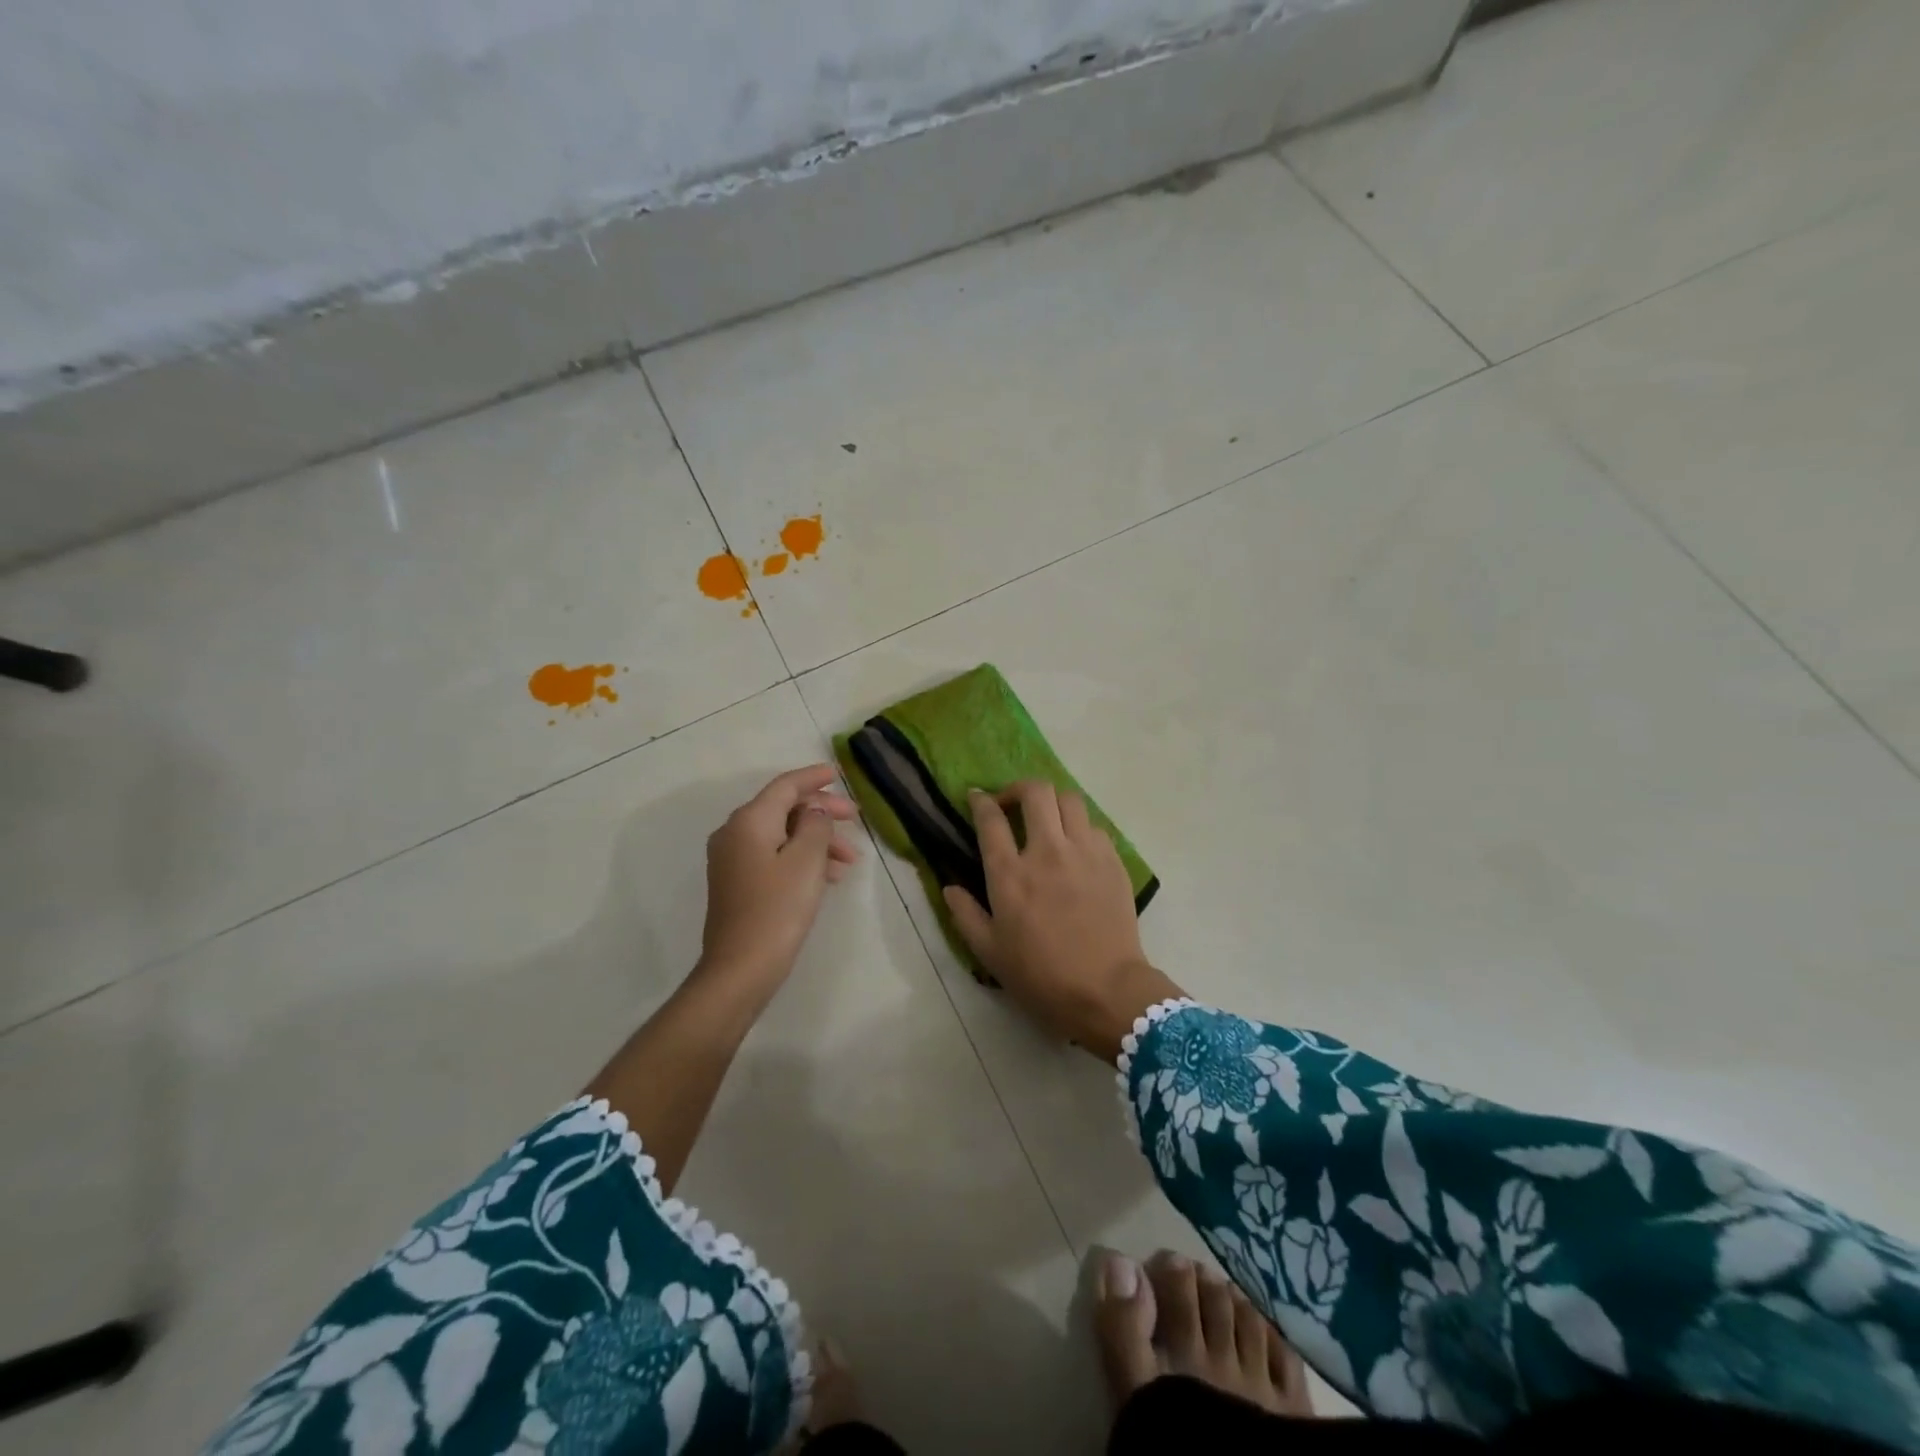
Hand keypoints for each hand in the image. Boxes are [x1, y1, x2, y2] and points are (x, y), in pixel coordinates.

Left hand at [701, 765, 860, 982]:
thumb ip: (815, 825)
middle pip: (783, 809)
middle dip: (821, 812)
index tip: (838, 774)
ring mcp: (732, 860)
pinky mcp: (737, 883)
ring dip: (816, 840)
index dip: (813, 777)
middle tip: (855, 819)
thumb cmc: (778, 908)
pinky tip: (827, 876)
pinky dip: (801, 858)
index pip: (785, 786)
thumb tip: (813, 811)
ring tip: (849, 860)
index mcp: (749, 821)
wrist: (741, 968)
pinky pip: (774, 856)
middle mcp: (734, 833)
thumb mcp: (807, 860)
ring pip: (781, 835)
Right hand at [943, 782, 1181, 1061]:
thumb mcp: (990, 953)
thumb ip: (965, 915)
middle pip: (1035, 792)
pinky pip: (1094, 826)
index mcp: (1010, 874)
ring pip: (1069, 799)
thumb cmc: (1041, 976)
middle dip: (1018, 789)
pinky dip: (1080, 827)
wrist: (1106, 991)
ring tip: (1047, 820)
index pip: (991, 819)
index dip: (981, 801)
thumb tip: (949, 887)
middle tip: (1012, 804)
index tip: (977, 798)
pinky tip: (1076, 847)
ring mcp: (1084, 852)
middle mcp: (1047, 851)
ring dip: (1052, 803)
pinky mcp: (1112, 861)